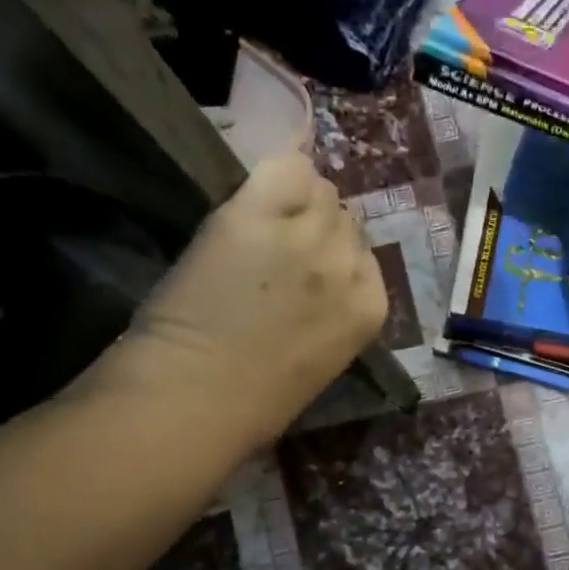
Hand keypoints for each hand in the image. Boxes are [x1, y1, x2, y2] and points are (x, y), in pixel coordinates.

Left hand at [86, 153, 386, 445]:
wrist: (198, 396)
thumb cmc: (256, 402)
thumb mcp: (320, 359)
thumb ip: (332, 312)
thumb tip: (317, 282)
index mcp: (370, 308)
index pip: (365, 254)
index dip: (334, 256)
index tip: (306, 268)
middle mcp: (349, 265)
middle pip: (345, 220)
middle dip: (317, 228)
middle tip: (278, 246)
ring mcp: (306, 236)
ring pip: (318, 190)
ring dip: (295, 202)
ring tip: (261, 222)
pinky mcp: (258, 215)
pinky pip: (285, 167)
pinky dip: (278, 170)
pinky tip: (258, 187)